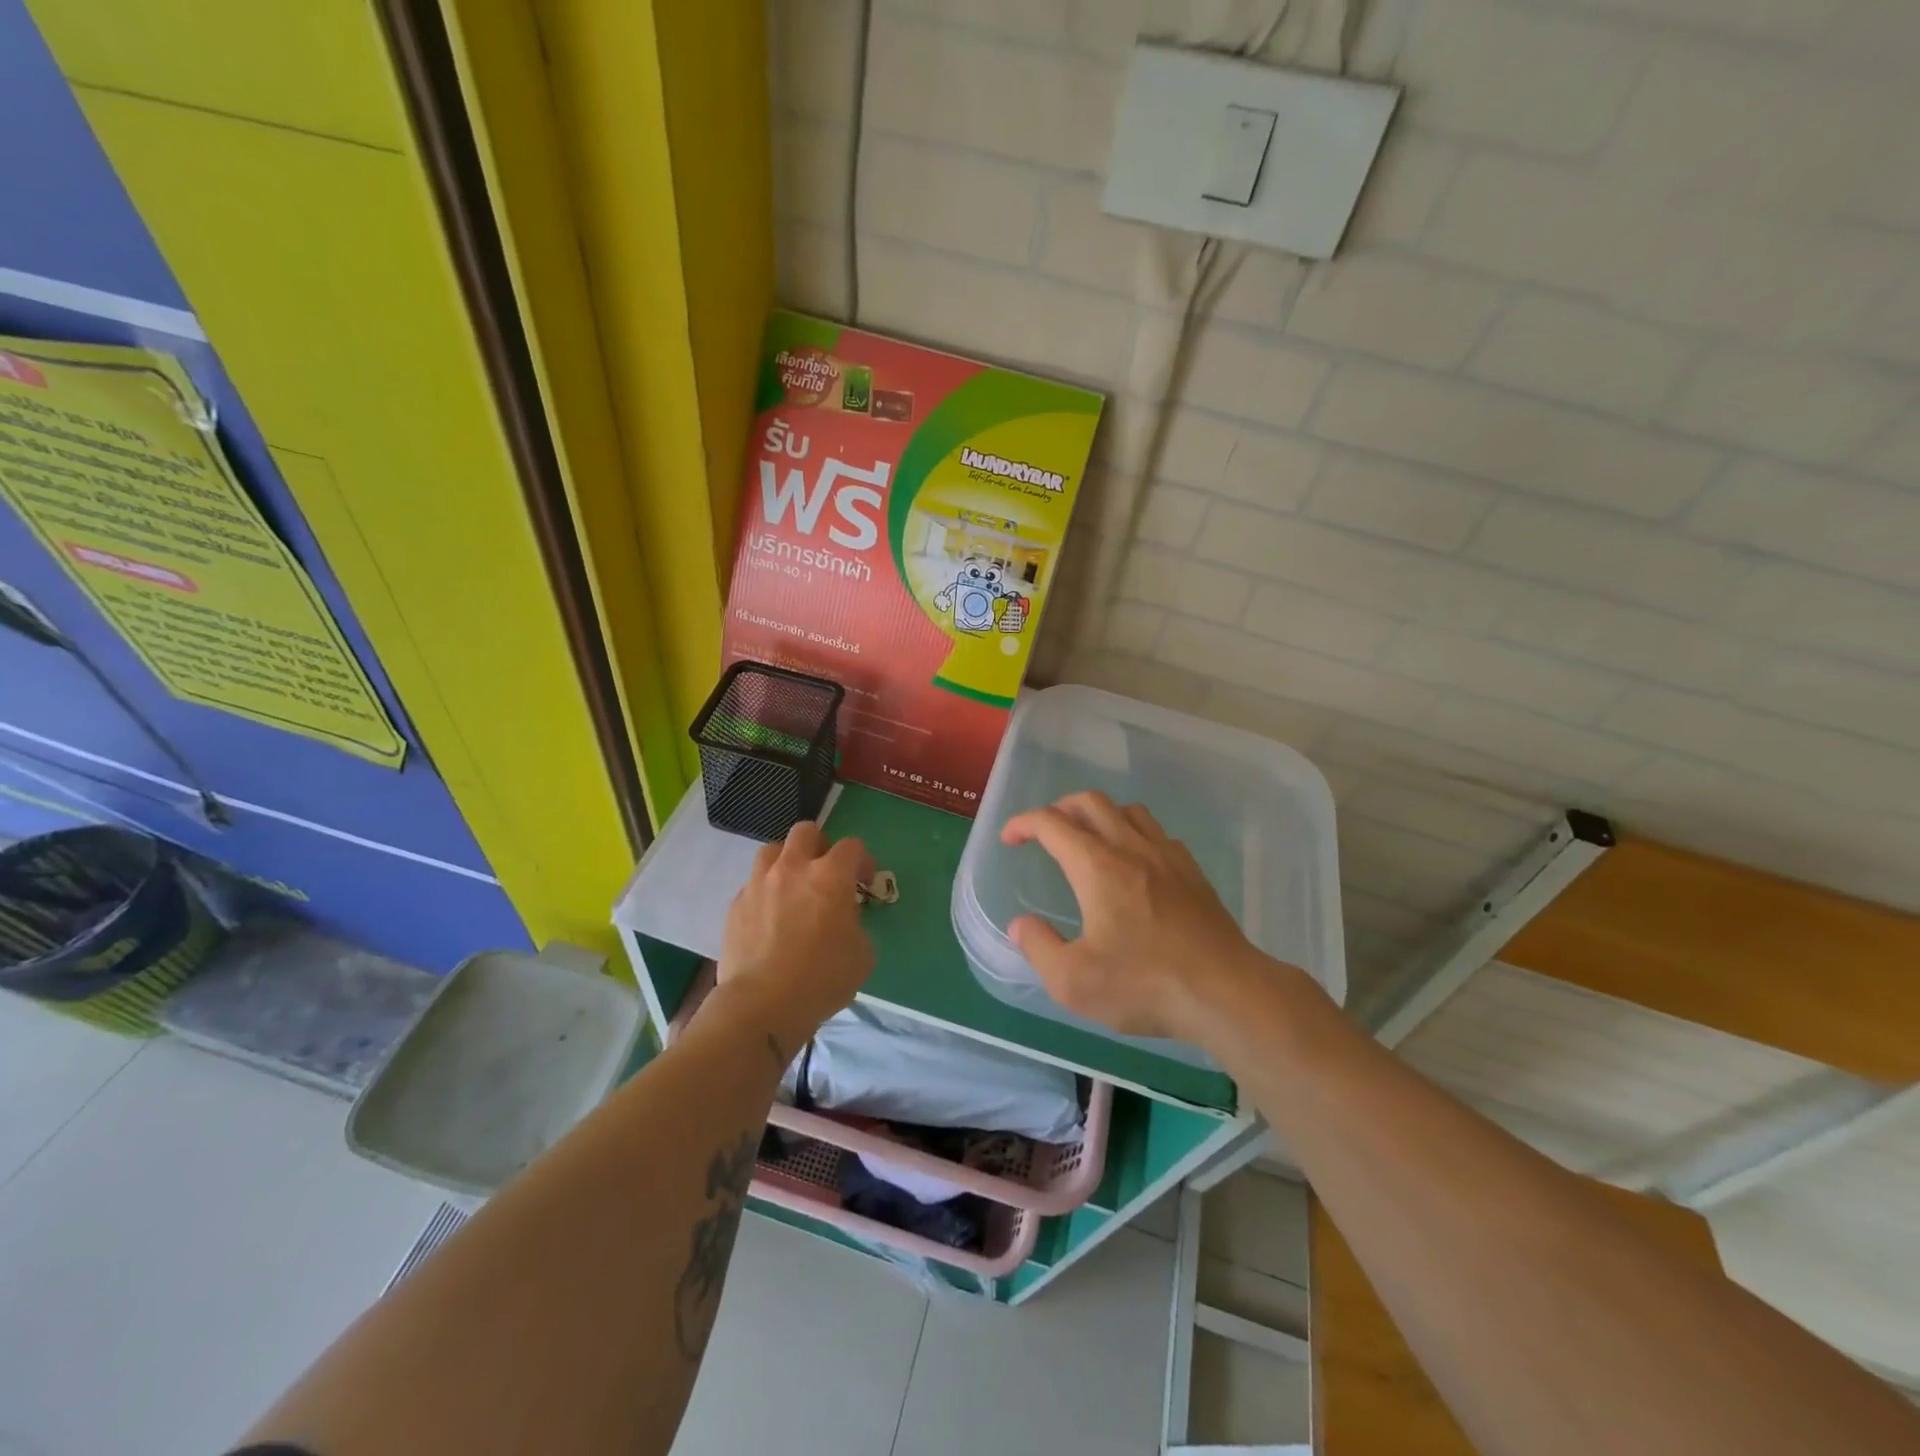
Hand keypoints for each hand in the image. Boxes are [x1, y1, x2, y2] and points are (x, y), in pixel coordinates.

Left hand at [716, 822, 875, 1049]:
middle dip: (820, 846)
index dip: (862, 861)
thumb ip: (855, 924)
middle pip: (806, 831)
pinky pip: (753, 884)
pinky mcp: (736, 905)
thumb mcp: (862, 954)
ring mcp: (759, 884)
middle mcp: (793, 869)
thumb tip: (844, 920)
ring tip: (792, 887)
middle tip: (825, 873)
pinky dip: (765, 892)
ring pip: (772, 851)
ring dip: (787, 862)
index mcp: (830, 876)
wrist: (761, 1006)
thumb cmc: (821, 979)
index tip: (864, 883)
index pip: (852, 846)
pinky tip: (770, 918)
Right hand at [1000, 791, 1262, 1042]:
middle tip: (1045, 832)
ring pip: (1128, 811)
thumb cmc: (1144, 985)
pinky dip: (1135, 834)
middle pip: (1091, 802)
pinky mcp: (1193, 872)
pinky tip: (1135, 863)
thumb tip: (1021, 925)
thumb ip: (1039, 947)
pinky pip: (1158, 833)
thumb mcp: (1073, 981)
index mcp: (1097, 867)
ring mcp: (1167, 856)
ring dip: (1100, 815)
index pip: (1052, 824)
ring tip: (1088, 839)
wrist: (1226, 992)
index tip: (1009, 838)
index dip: (1024, 824)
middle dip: (1059, 808)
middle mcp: (1131, 848)